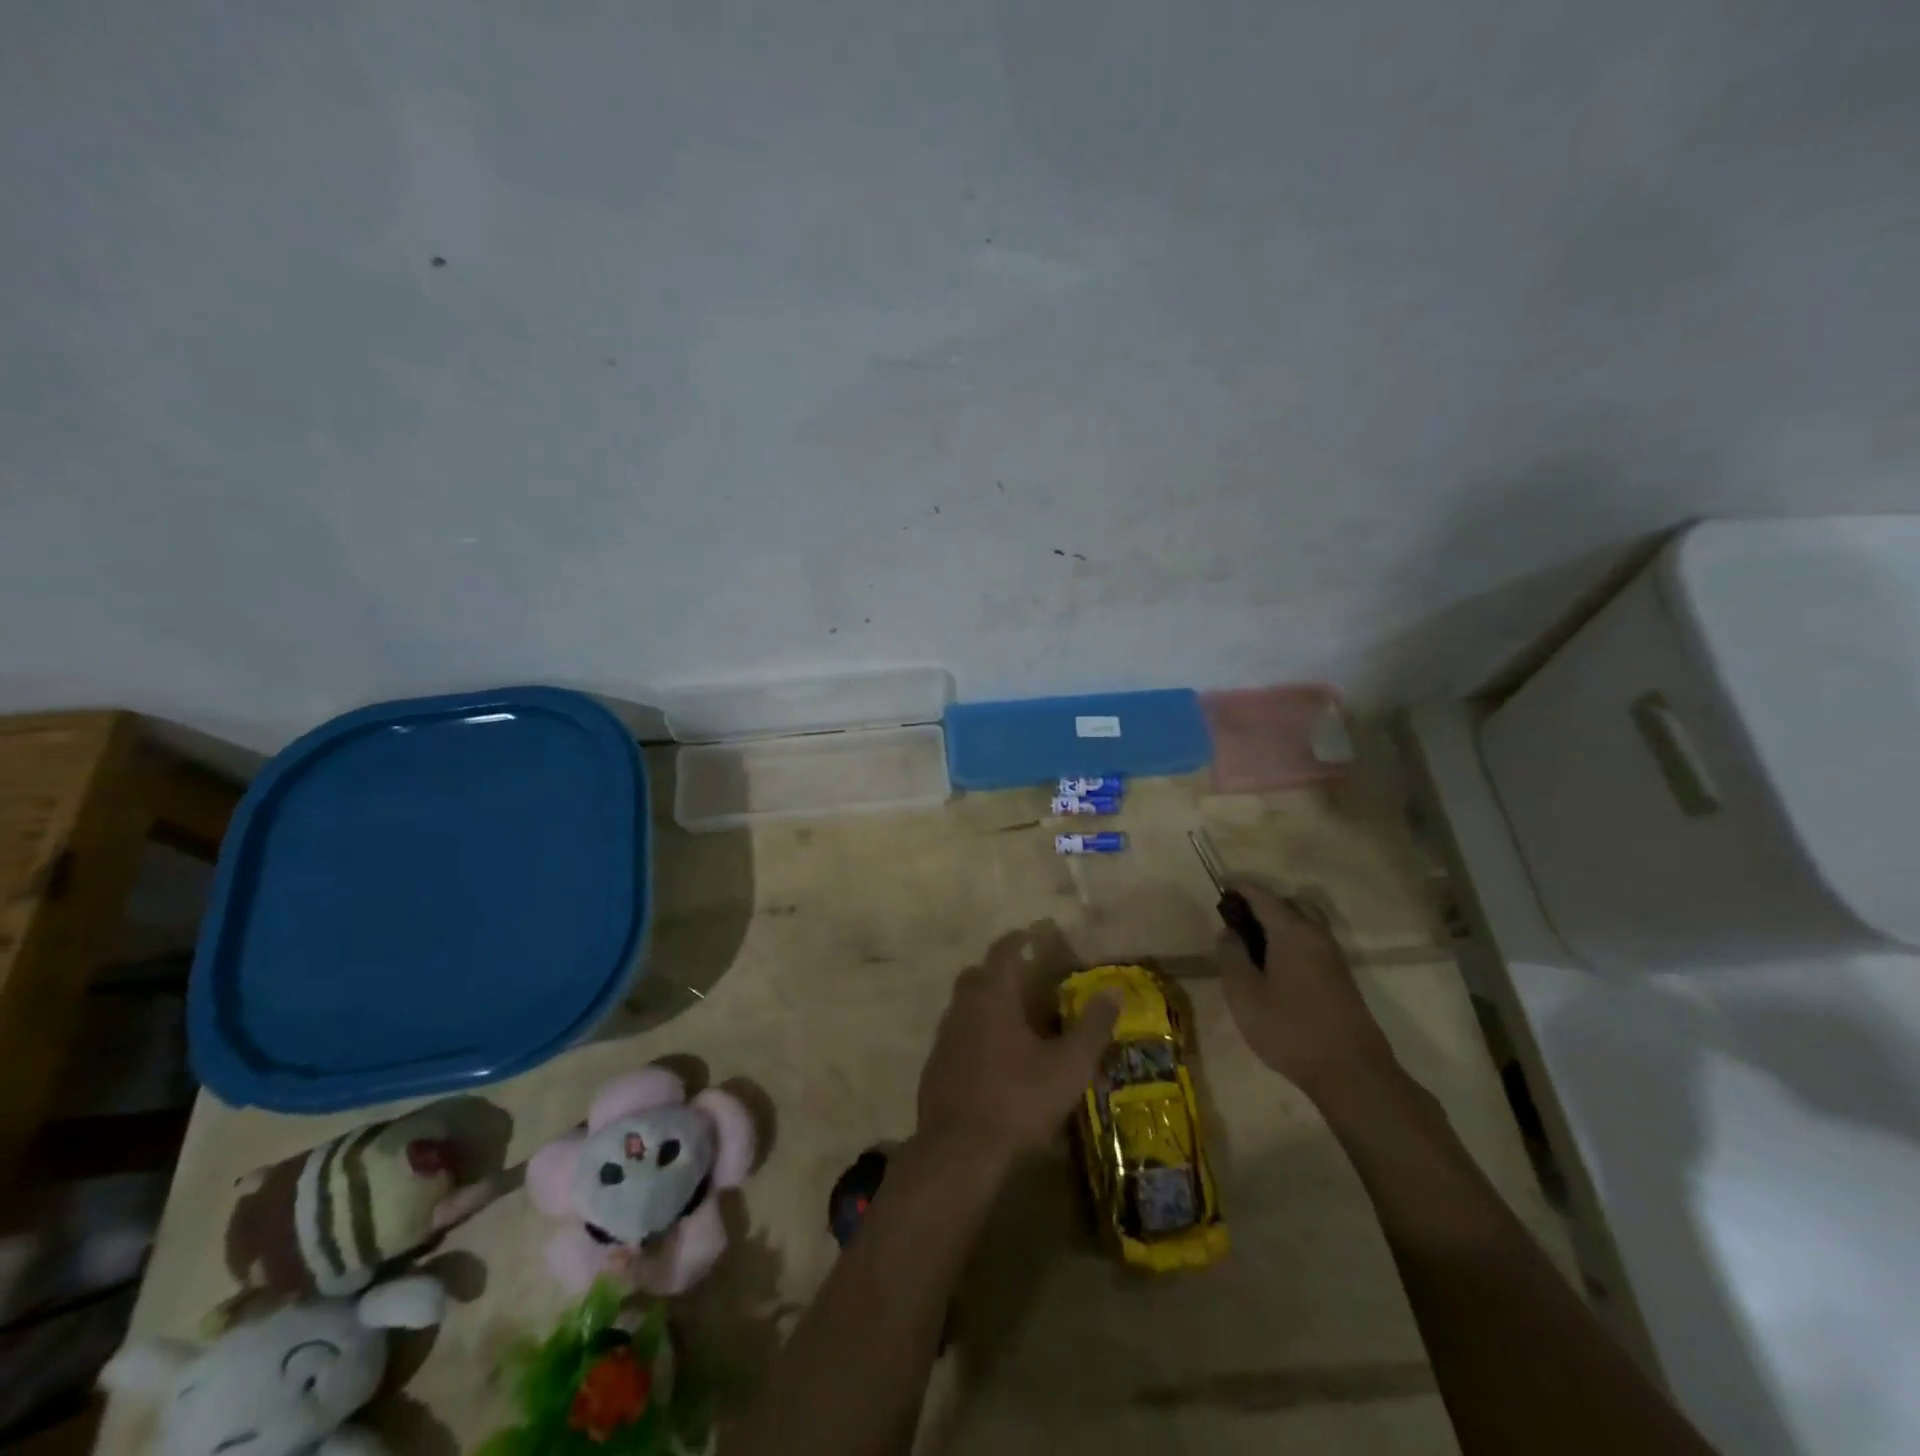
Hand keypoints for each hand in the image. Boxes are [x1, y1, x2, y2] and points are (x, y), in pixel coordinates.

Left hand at [917, 926, 1119, 1166]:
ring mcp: (944, 1036)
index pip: (1003, 951)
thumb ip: (1092, 1027)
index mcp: (992, 997)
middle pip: (978, 974)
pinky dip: (975, 1033)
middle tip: (1027, 979)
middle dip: (1000, 970)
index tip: (1034, 934)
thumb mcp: (1068, 1067)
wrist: (959, 1151)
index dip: (1019, 938)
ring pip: (965, 1005)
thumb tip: (1113, 992)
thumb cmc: (1018, 1101)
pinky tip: (994, 1058)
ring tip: (1015, 1020)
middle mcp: (963, 1007)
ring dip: (987, 1003)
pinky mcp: (935, 1065)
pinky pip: (958, 1035)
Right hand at [1218, 882, 1399, 1101]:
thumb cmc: (1290, 1029)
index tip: (1220, 890)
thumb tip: (1228, 931)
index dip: (1240, 889)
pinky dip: (1292, 940)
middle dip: (1262, 904)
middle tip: (1237, 923)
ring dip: (1279, 923)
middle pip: (1289, 903)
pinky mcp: (1341, 977)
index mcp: (1292, 932)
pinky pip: (1312, 942)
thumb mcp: (1244, 995)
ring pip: (1304, 922)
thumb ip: (1231, 956)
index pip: (1262, 896)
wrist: (1351, 1073)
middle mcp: (1316, 935)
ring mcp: (1333, 956)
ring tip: (1254, 946)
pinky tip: (1276, 967)